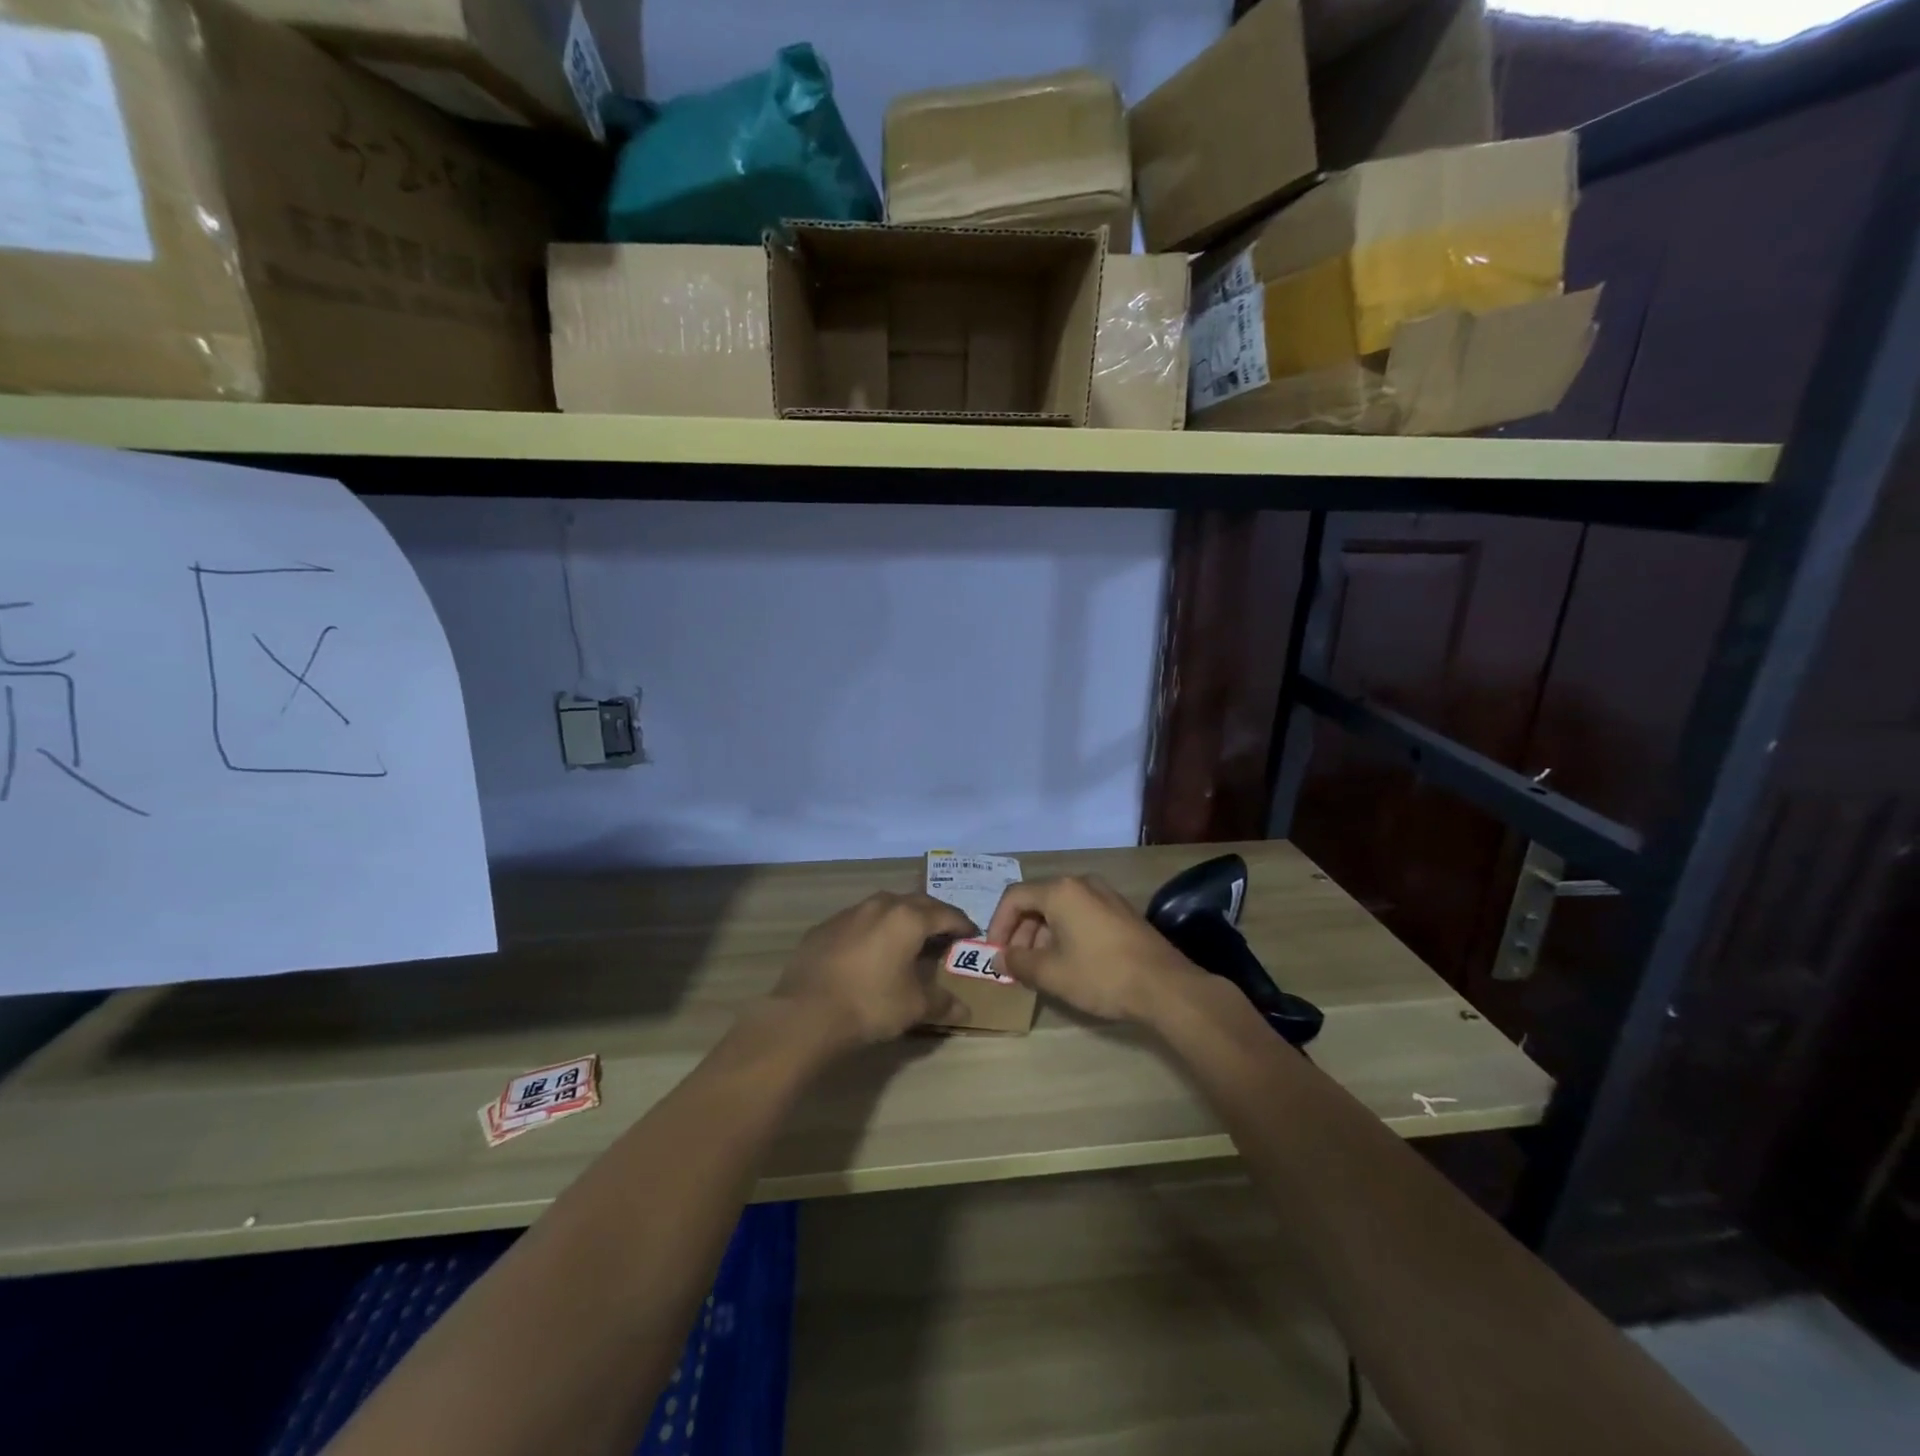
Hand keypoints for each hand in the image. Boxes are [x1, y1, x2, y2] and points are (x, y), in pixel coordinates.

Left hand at [771, 891, 975, 1046]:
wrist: (806, 1012)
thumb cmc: (870, 1004)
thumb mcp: (914, 1007)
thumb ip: (942, 1003)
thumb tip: (964, 1010)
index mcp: (908, 918)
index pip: (945, 914)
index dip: (962, 924)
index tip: (971, 933)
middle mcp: (880, 906)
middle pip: (916, 903)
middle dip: (934, 915)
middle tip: (944, 932)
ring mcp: (848, 913)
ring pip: (884, 907)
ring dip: (901, 918)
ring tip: (908, 938)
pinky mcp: (824, 927)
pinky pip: (858, 921)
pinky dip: (872, 930)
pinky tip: (869, 950)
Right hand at [985, 875, 1205, 1023]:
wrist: (1165, 987)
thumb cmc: (1101, 975)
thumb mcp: (1051, 973)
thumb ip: (1018, 962)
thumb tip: (1000, 957)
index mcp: (1060, 891)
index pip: (1014, 897)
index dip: (998, 925)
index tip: (995, 954)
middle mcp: (1082, 883)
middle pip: (1037, 901)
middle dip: (1020, 933)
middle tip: (1016, 965)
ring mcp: (1105, 895)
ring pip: (1060, 910)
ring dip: (1042, 936)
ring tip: (1040, 969)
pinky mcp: (1121, 911)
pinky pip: (1081, 915)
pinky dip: (1065, 934)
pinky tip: (1069, 964)